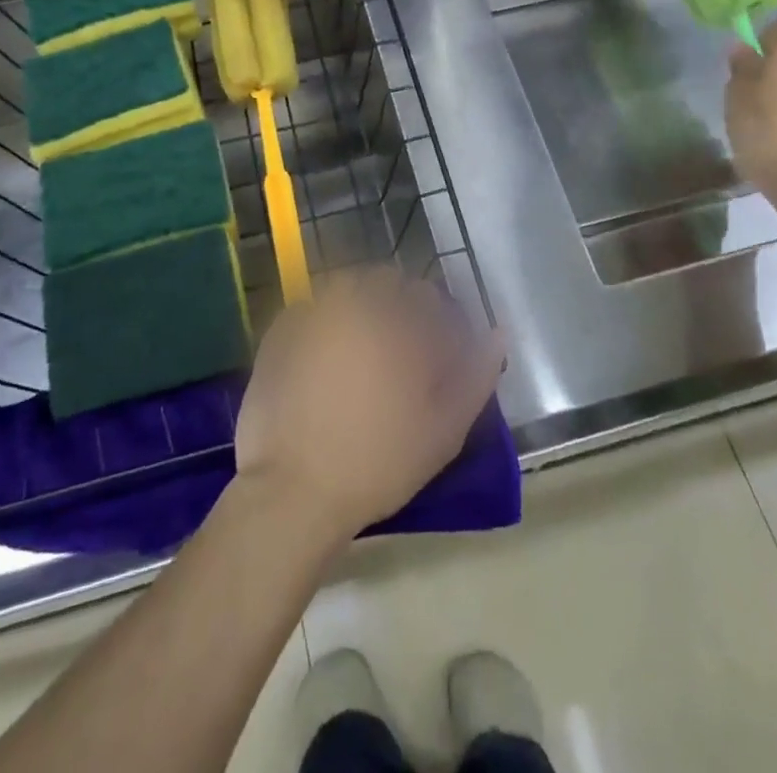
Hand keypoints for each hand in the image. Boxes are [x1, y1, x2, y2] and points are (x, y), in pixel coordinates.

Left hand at [233, 270, 502, 544]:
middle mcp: (353, 303)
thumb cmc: (378, 462)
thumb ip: (476, 375)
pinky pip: (310, 309)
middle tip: (395, 354)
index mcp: (396, 321)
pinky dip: (323, 323)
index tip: (432, 353)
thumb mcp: (444, 429)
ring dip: (360, 308)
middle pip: (384, 283)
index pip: (426, 296)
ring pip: (345, 289)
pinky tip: (323, 360)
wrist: (294, 492)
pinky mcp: (279, 332)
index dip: (435, 321)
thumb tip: (497, 333)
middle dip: (396, 307)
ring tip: (360, 354)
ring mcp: (311, 314)